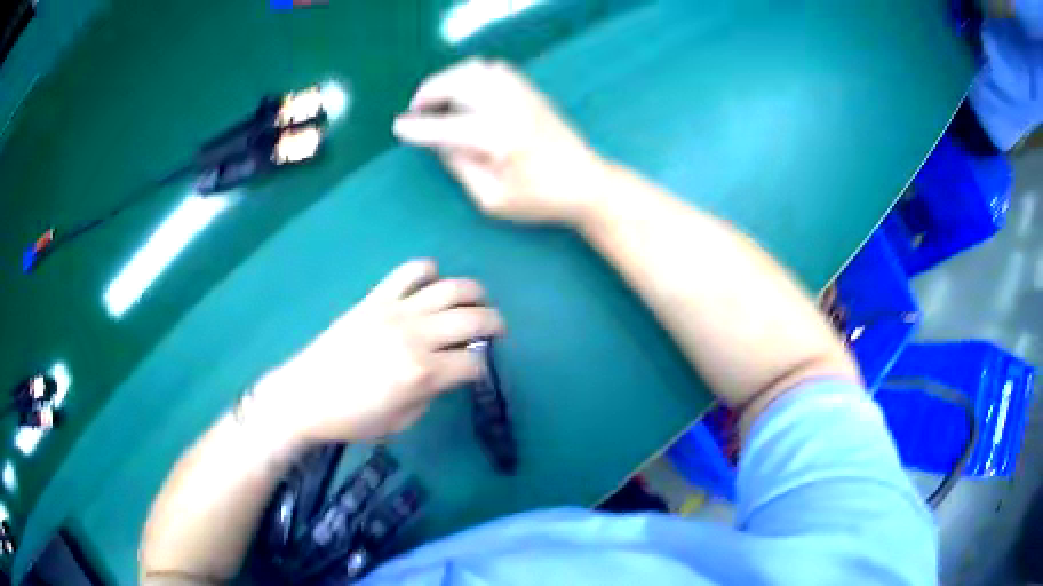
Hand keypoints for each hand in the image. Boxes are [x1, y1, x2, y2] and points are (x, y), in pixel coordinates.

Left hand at [251, 260, 503, 443]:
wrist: (305, 396)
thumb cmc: (353, 418)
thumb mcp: (401, 421)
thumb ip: (431, 394)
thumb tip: (446, 372)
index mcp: (423, 373)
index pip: (473, 363)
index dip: (483, 368)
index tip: (478, 371)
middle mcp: (416, 336)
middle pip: (472, 320)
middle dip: (494, 324)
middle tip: (497, 331)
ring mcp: (395, 312)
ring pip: (449, 289)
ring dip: (473, 292)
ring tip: (478, 301)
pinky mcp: (375, 299)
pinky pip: (408, 273)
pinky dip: (427, 270)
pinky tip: (433, 281)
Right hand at [393, 58, 606, 224]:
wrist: (587, 183)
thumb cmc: (540, 200)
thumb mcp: (492, 199)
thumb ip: (460, 167)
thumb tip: (438, 141)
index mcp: (497, 139)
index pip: (444, 126)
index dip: (417, 126)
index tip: (398, 127)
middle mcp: (509, 107)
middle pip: (458, 82)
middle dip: (429, 92)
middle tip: (416, 109)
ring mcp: (523, 94)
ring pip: (475, 69)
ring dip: (449, 78)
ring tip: (438, 98)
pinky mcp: (532, 91)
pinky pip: (495, 69)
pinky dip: (472, 73)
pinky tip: (466, 91)